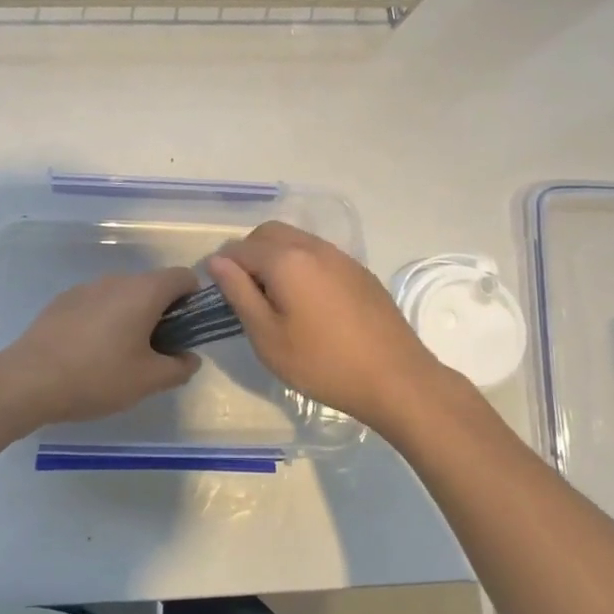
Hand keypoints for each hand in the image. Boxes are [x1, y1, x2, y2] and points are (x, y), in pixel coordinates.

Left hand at [0, 267, 201, 433]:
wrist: (29, 379)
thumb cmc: (97, 376)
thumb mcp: (148, 381)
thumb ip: (179, 368)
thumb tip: (190, 358)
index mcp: (143, 291)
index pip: (183, 277)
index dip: (193, 300)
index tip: (188, 331)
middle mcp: (117, 280)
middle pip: (152, 285)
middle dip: (162, 313)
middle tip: (157, 352)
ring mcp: (87, 287)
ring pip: (123, 295)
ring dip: (132, 316)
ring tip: (122, 356)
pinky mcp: (63, 300)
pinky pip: (97, 303)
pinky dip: (105, 319)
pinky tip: (91, 353)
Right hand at [208, 221, 464, 435]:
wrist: (396, 379)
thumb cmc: (322, 363)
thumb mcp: (267, 336)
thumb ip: (239, 293)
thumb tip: (217, 261)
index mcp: (286, 260)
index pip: (240, 248)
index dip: (223, 267)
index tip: (220, 294)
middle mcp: (313, 247)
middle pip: (268, 233)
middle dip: (249, 254)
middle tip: (246, 294)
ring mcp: (341, 257)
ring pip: (296, 240)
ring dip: (276, 258)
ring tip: (276, 300)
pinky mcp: (360, 272)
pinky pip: (319, 255)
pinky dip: (302, 266)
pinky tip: (309, 304)